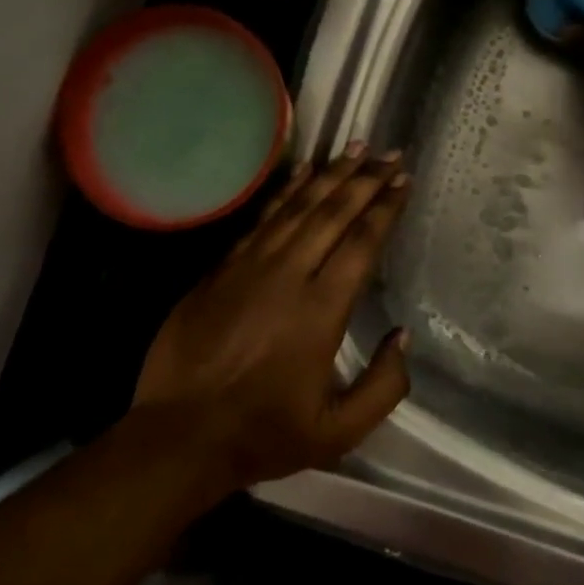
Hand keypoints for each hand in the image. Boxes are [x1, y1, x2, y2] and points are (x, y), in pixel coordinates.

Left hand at [133, 145, 412, 491]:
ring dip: (329, 175)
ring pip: (296, 207)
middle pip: (332, 213)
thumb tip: (403, 337)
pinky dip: (284, 192)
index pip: (361, 243)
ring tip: (353, 148)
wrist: (180, 436)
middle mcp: (288, 275)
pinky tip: (300, 173)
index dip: (385, 208)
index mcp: (321, 310)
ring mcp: (250, 267)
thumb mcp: (339, 431)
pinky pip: (261, 219)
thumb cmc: (264, 433)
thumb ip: (384, 386)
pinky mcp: (221, 269)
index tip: (402, 180)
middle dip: (365, 180)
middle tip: (389, 153)